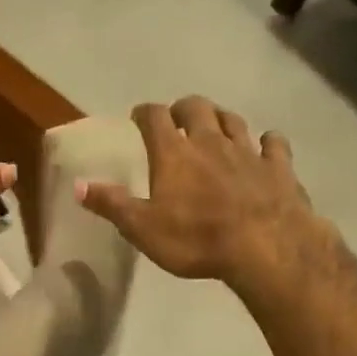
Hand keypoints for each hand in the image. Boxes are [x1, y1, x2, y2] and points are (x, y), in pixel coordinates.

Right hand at [75, 97, 329, 296]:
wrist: (265, 247)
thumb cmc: (196, 239)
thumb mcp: (143, 228)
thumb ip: (111, 204)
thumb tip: (77, 185)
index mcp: (174, 153)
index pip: (154, 118)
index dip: (144, 113)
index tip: (138, 117)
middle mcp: (210, 141)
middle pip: (196, 108)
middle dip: (183, 108)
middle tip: (177, 119)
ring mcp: (248, 151)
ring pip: (233, 120)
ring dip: (220, 118)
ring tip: (214, 125)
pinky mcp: (279, 167)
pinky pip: (274, 143)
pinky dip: (267, 141)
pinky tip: (265, 144)